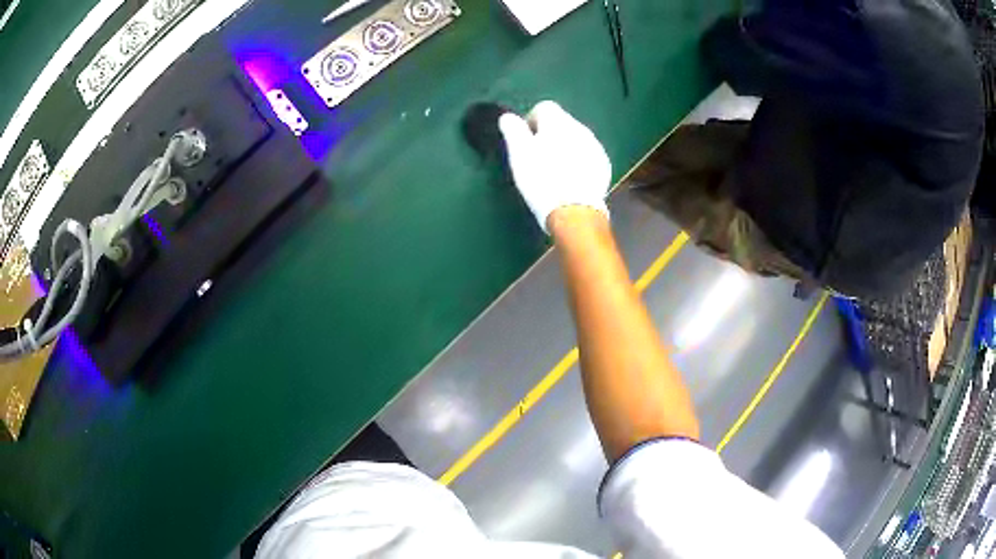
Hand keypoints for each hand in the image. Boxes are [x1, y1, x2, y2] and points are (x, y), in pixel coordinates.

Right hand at [498, 101, 611, 232]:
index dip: (531, 121)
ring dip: (565, 147)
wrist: (574, 211)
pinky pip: (587, 155)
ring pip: (576, 139)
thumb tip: (507, 117)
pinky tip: (571, 179)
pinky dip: (579, 161)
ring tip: (554, 170)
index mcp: (558, 121)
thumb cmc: (541, 179)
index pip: (544, 107)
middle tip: (537, 158)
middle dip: (549, 135)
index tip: (525, 141)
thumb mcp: (519, 154)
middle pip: (562, 123)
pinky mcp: (603, 165)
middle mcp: (580, 128)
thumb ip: (513, 130)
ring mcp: (595, 147)